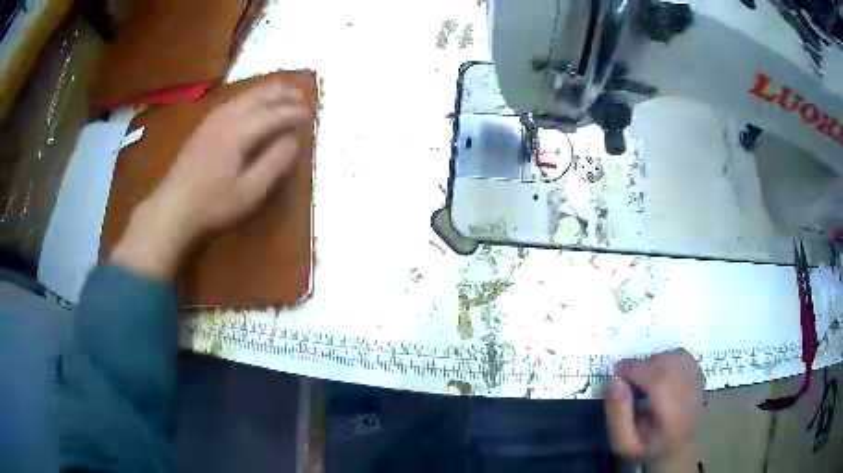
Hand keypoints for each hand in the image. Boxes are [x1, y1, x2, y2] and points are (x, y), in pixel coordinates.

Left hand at [111, 81, 310, 280]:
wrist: (173, 207)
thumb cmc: (213, 204)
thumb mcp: (249, 192)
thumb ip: (273, 163)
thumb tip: (293, 140)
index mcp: (240, 132)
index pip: (273, 115)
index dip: (293, 114)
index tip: (311, 115)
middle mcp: (227, 118)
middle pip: (258, 98)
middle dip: (281, 94)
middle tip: (301, 94)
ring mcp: (212, 121)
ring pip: (243, 97)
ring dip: (264, 92)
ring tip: (281, 89)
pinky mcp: (203, 128)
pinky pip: (231, 102)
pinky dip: (247, 97)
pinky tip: (248, 102)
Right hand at [604, 349, 704, 471]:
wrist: (679, 449)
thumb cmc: (648, 449)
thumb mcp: (624, 443)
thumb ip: (617, 415)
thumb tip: (614, 382)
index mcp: (673, 417)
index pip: (657, 380)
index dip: (635, 369)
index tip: (616, 371)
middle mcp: (691, 395)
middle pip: (669, 364)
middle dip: (644, 364)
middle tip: (628, 378)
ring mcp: (699, 383)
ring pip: (676, 356)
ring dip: (655, 361)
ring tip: (644, 378)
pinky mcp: (701, 376)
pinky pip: (683, 357)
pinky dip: (667, 359)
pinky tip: (658, 375)